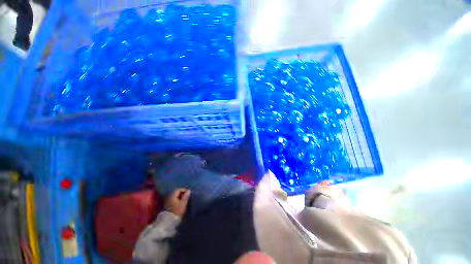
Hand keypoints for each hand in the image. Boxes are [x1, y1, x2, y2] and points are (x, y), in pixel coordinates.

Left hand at [165, 188, 190, 216]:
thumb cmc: (177, 211)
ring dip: (179, 197)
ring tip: (184, 200)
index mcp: (172, 195)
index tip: (188, 193)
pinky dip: (177, 201)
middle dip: (182, 194)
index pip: (178, 190)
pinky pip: (173, 201)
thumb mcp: (183, 204)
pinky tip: (180, 204)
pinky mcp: (167, 206)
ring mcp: (167, 202)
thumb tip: (189, 190)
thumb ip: (186, 197)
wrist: (168, 221)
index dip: (184, 190)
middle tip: (187, 196)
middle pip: (176, 193)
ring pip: (174, 197)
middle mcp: (169, 197)